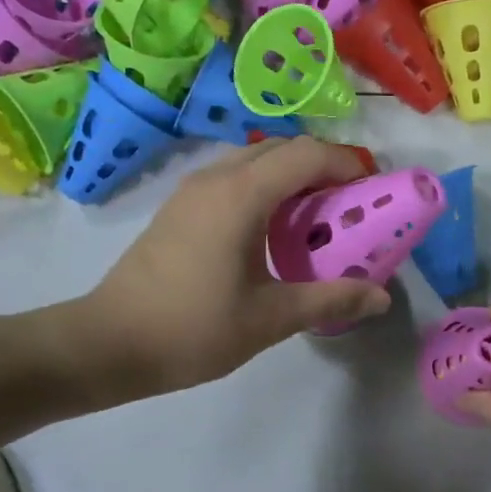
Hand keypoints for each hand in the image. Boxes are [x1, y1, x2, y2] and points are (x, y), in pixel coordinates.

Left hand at [81, 138, 391, 394]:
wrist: (109, 342)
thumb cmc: (193, 329)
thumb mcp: (270, 318)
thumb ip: (330, 300)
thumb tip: (381, 298)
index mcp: (241, 195)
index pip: (306, 154)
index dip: (346, 164)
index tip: (373, 190)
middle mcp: (216, 178)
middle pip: (282, 149)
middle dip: (323, 167)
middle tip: (351, 205)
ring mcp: (192, 190)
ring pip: (254, 160)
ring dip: (291, 176)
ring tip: (317, 217)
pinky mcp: (179, 207)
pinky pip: (233, 178)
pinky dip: (265, 188)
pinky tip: (273, 231)